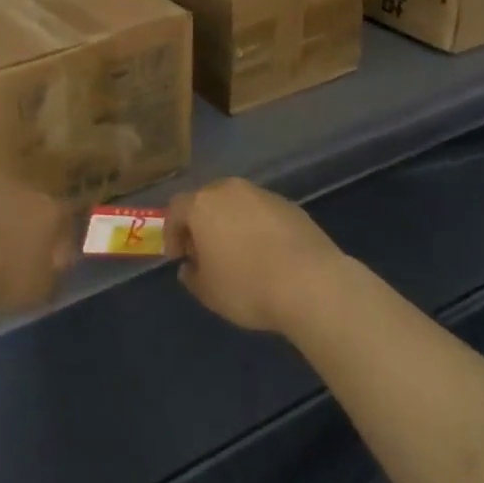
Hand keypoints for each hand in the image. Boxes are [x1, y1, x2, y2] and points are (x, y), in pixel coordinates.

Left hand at [0, 184, 78, 318]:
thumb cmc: (7, 277)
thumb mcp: (45, 287)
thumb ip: (56, 269)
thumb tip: (59, 258)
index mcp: (49, 210)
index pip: (66, 216)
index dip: (64, 236)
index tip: (59, 256)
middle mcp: (21, 193)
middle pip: (31, 208)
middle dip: (30, 227)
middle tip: (24, 256)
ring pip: (0, 210)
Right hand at [166, 179, 344, 332]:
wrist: (311, 282)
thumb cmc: (248, 286)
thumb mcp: (209, 292)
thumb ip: (192, 276)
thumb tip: (190, 267)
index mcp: (202, 205)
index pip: (176, 209)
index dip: (173, 232)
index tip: (178, 257)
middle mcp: (229, 190)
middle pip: (206, 200)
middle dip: (202, 223)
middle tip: (206, 252)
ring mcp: (262, 194)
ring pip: (237, 204)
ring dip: (231, 223)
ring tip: (239, 254)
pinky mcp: (289, 205)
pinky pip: (262, 213)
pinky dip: (258, 227)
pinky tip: (268, 254)